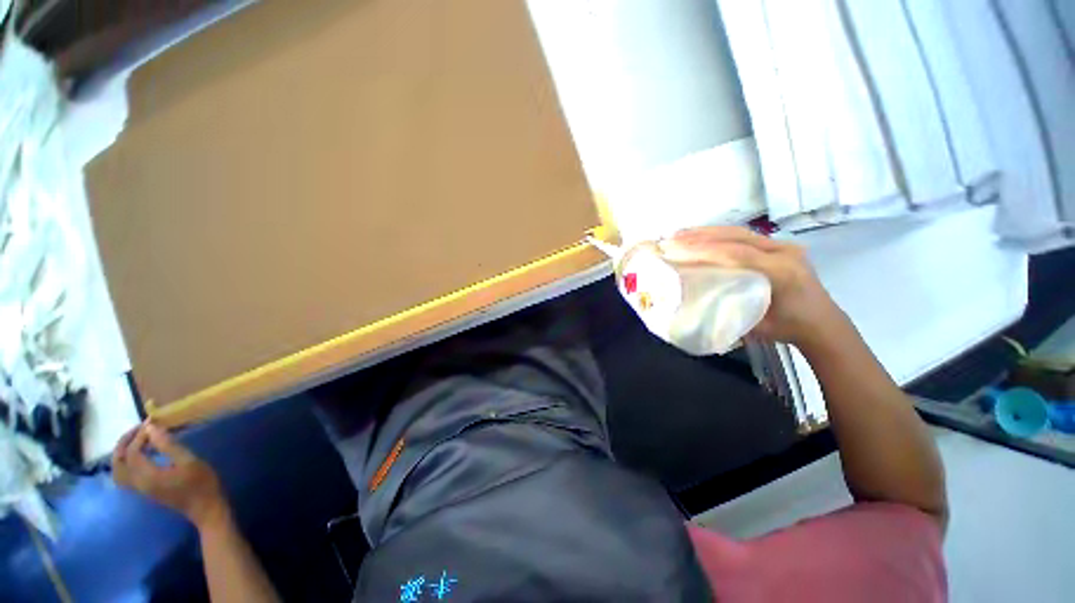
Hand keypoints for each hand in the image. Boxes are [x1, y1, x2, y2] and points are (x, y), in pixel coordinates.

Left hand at [112, 422, 227, 527]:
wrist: (204, 507)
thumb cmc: (200, 482)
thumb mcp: (189, 461)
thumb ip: (168, 445)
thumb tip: (151, 428)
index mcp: (147, 476)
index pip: (132, 452)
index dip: (139, 436)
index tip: (153, 422)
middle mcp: (137, 483)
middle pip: (117, 463)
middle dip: (124, 443)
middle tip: (138, 429)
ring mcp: (139, 489)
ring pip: (117, 471)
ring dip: (121, 454)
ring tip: (136, 441)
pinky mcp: (144, 490)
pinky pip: (124, 476)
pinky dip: (125, 462)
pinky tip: (140, 456)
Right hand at [659, 226, 846, 347]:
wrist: (823, 323)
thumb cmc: (789, 328)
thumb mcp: (756, 325)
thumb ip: (730, 308)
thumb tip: (695, 300)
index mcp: (782, 271)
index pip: (737, 254)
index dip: (704, 251)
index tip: (677, 250)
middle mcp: (784, 252)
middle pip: (737, 236)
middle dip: (701, 236)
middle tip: (673, 237)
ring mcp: (783, 246)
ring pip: (740, 232)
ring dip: (708, 232)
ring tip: (681, 234)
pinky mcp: (778, 247)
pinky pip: (745, 236)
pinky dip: (720, 235)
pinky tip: (703, 237)